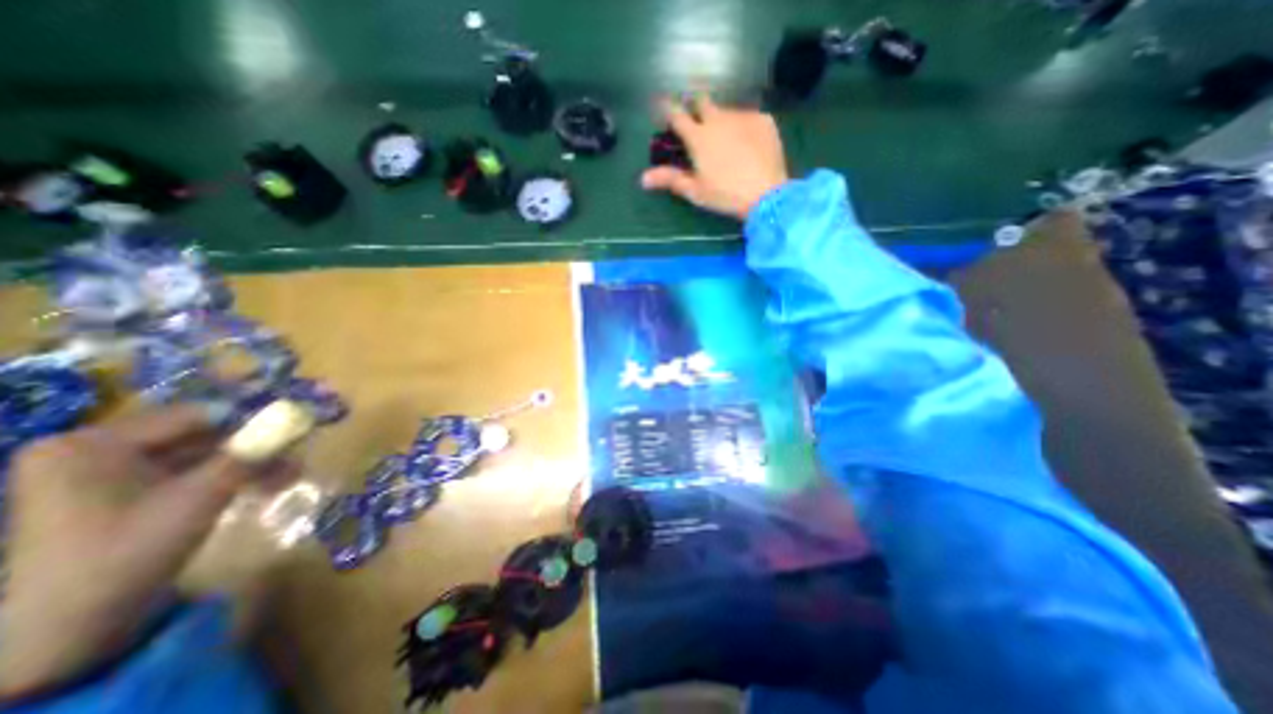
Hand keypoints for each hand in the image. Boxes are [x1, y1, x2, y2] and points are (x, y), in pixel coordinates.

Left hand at [0, 407, 287, 697]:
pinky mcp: (119, 497)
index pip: (196, 415)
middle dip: (255, 446)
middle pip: (199, 435)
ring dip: (249, 464)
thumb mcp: (204, 495)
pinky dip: (227, 478)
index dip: (253, 418)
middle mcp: (93, 451)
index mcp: (92, 444)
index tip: (298, 424)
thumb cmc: (130, 552)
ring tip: (292, 474)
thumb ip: (253, 450)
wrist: (67, 635)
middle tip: (299, 452)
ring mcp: (103, 475)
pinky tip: (266, 486)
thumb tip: (299, 415)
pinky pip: (186, 475)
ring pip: (199, 456)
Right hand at [641, 92, 791, 218]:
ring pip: (726, 111)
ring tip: (728, 142)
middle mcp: (718, 119)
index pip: (677, 115)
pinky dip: (743, 127)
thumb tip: (643, 179)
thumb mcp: (695, 191)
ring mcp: (742, 116)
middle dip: (696, 106)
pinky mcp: (763, 120)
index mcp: (698, 137)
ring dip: (721, 121)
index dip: (668, 108)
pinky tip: (748, 145)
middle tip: (698, 121)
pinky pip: (748, 117)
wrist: (766, 193)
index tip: (663, 104)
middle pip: (702, 101)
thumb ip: (670, 180)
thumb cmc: (725, 195)